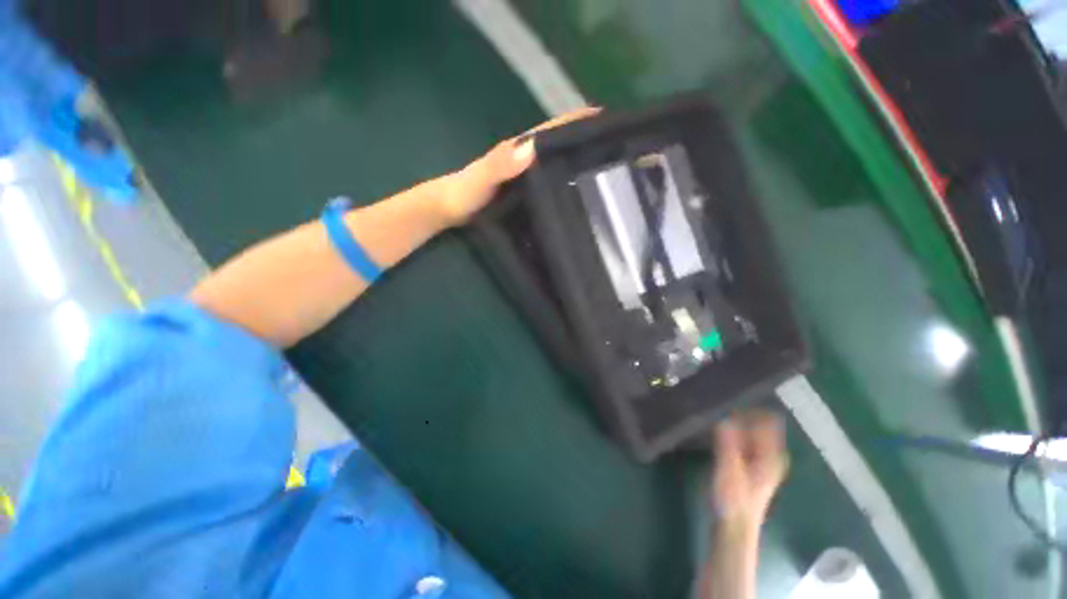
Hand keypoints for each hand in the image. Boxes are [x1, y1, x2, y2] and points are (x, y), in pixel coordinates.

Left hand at [437, 107, 601, 225]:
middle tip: (613, 154)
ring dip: (575, 163)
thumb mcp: (479, 178)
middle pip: (557, 145)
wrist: (446, 209)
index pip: (551, 130)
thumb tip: (532, 149)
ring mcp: (522, 176)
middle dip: (584, 143)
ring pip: (553, 164)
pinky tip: (574, 194)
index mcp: (517, 151)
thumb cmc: (461, 194)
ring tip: (603, 175)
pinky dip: (560, 182)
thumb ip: (499, 164)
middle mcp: (523, 159)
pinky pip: (545, 182)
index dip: (576, 122)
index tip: (607, 123)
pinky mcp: (521, 191)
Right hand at [710, 410, 788, 531]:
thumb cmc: (733, 499)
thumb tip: (724, 416)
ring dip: (736, 421)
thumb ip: (728, 443)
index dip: (753, 407)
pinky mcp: (748, 465)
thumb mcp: (729, 469)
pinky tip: (717, 427)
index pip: (769, 420)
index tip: (732, 396)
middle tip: (719, 400)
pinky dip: (733, 431)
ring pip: (750, 431)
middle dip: (742, 412)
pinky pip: (743, 439)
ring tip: (716, 409)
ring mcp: (759, 460)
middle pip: (759, 424)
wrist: (733, 526)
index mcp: (770, 455)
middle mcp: (769, 455)